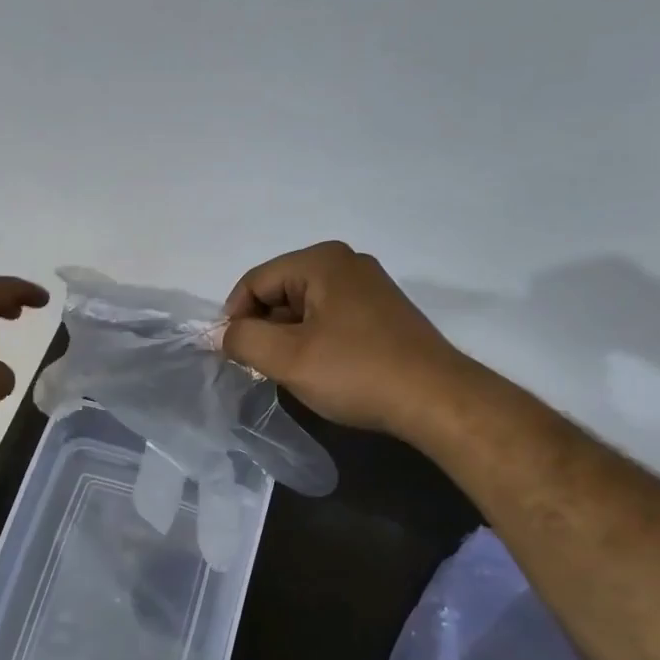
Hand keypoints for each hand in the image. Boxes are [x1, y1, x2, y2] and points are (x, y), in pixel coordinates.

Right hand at [222, 241, 468, 438]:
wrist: (434, 399)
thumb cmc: (356, 372)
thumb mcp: (287, 358)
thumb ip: (243, 340)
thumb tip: (225, 334)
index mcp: (322, 261)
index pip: (255, 281)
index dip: (234, 317)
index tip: (230, 354)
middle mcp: (346, 263)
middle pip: (280, 291)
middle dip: (262, 328)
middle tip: (260, 367)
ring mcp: (369, 287)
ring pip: (305, 307)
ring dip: (287, 338)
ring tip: (290, 372)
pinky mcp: (383, 313)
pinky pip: (330, 318)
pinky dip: (314, 340)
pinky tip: (320, 370)